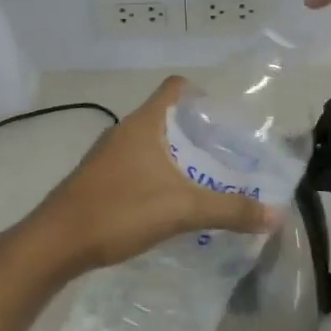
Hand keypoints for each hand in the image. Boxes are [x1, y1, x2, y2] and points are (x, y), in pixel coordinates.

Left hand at [2, 78, 280, 281]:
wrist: (56, 242)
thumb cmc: (119, 211)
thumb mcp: (182, 209)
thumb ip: (230, 210)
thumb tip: (275, 214)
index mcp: (144, 123)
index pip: (175, 87)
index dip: (202, 94)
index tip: (225, 119)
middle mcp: (124, 131)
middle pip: (166, 116)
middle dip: (196, 131)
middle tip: (226, 154)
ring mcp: (107, 155)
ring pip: (150, 142)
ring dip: (176, 155)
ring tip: (204, 179)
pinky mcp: (98, 178)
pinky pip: (136, 164)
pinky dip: (157, 173)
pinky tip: (170, 202)